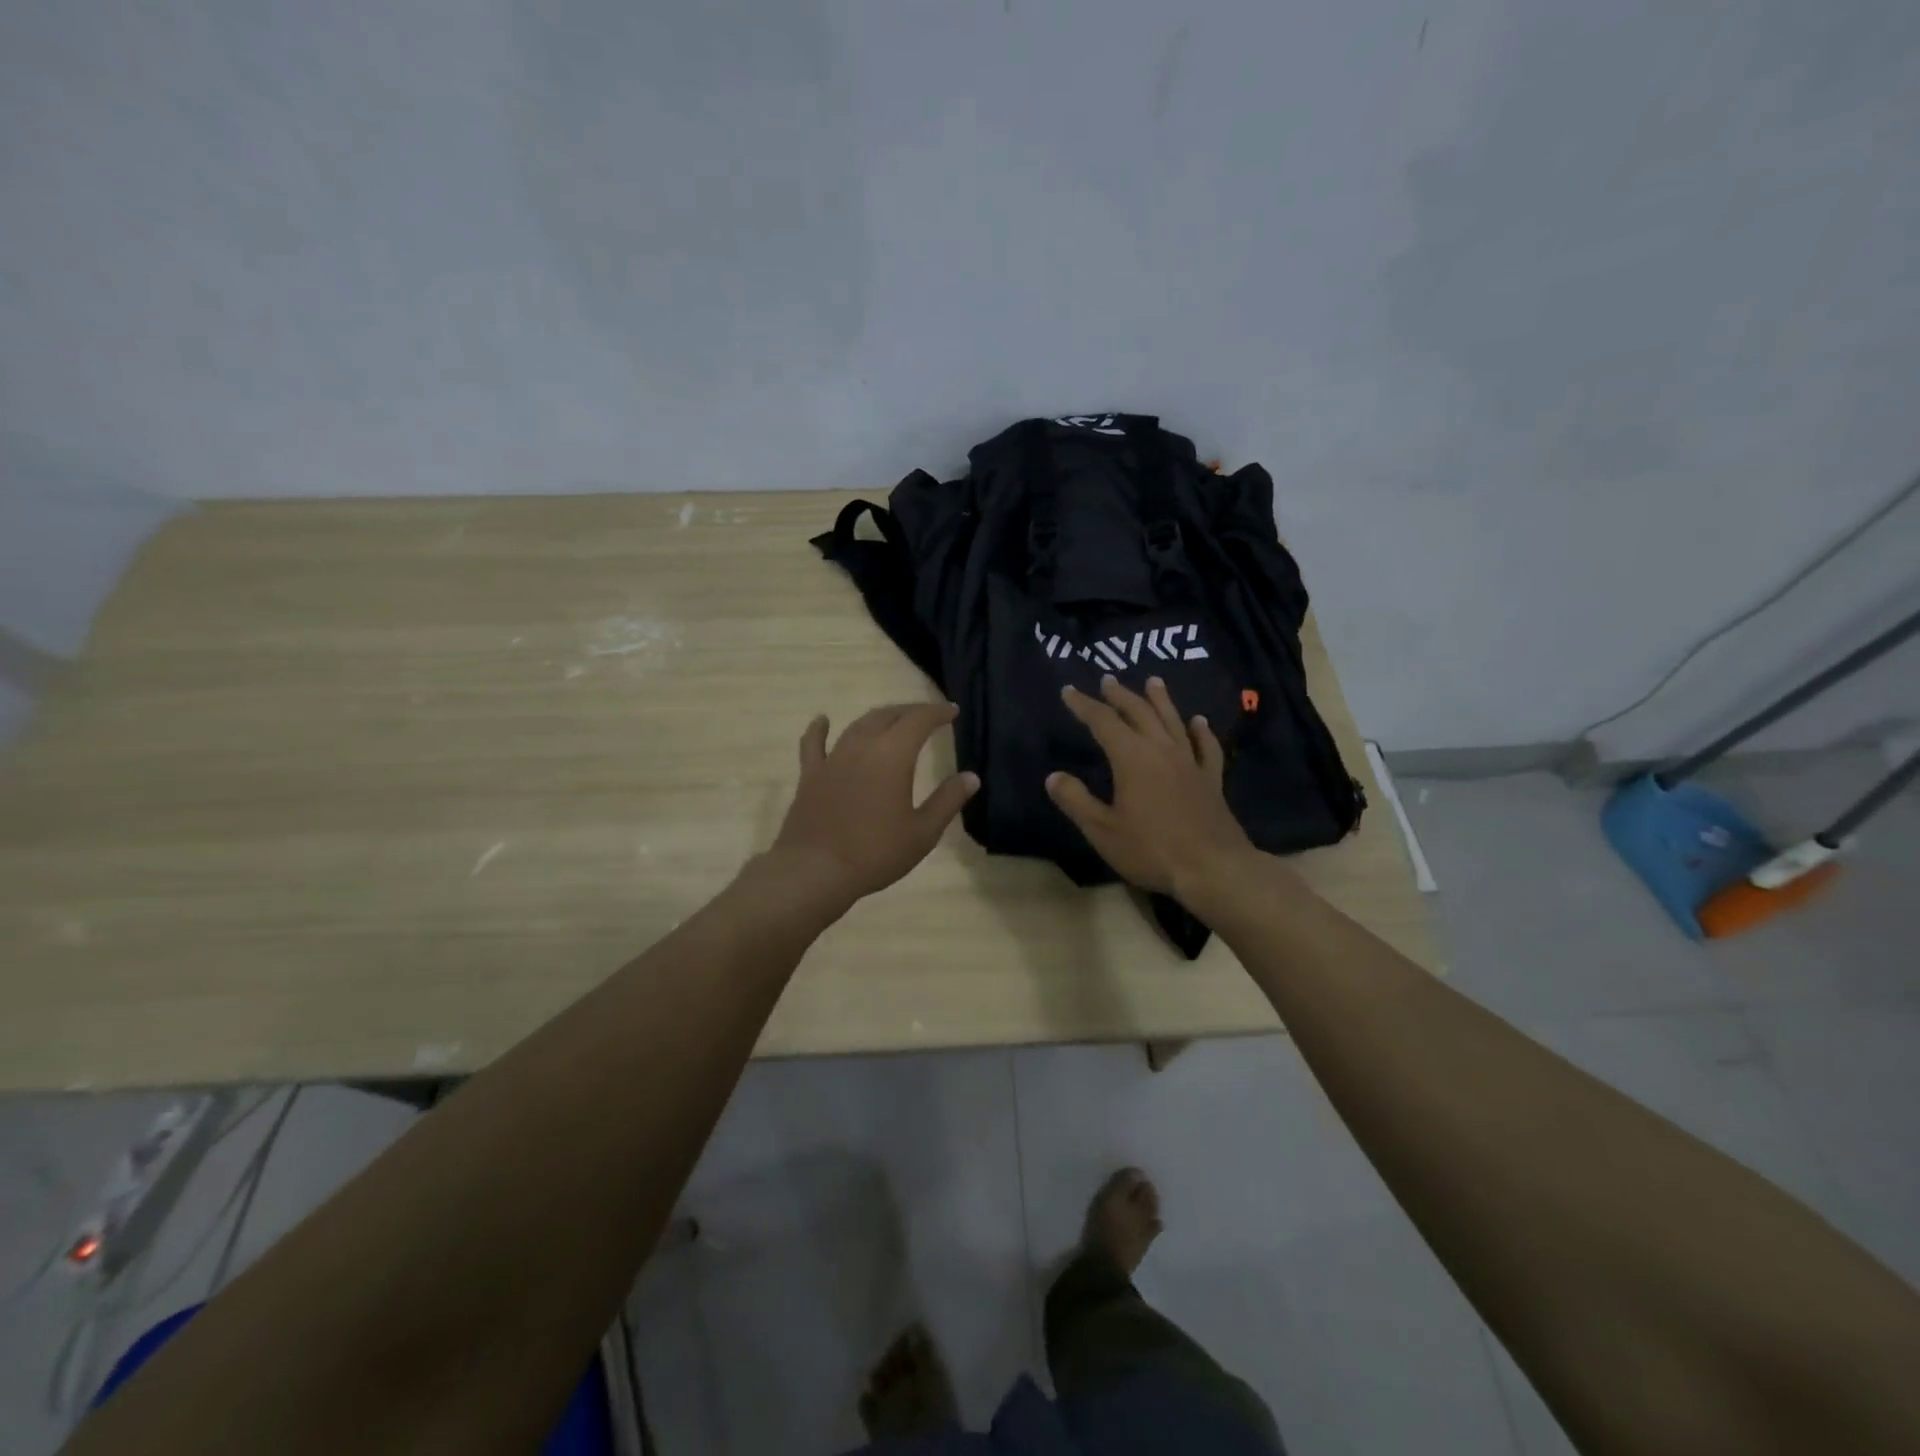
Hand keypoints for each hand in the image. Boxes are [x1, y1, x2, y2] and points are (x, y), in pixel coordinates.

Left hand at [767, 702, 978, 909]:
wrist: (815, 871)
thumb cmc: (876, 853)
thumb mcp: (922, 832)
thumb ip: (947, 800)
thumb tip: (971, 777)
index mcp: (893, 756)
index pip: (919, 720)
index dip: (937, 712)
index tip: (952, 712)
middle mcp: (862, 747)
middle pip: (887, 716)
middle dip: (910, 712)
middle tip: (927, 716)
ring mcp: (832, 759)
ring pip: (857, 725)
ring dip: (878, 718)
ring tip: (891, 719)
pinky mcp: (810, 775)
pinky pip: (814, 744)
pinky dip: (820, 728)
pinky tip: (822, 720)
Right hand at [1047, 675, 1256, 898]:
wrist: (1212, 868)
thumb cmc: (1151, 849)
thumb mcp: (1102, 830)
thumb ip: (1076, 800)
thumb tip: (1053, 776)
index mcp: (1131, 758)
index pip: (1103, 722)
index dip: (1084, 705)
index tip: (1069, 691)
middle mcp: (1161, 750)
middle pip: (1139, 713)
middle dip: (1120, 695)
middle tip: (1108, 680)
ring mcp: (1190, 763)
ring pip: (1173, 721)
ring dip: (1161, 700)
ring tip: (1153, 681)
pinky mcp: (1211, 780)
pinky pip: (1206, 748)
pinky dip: (1201, 731)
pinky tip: (1199, 722)